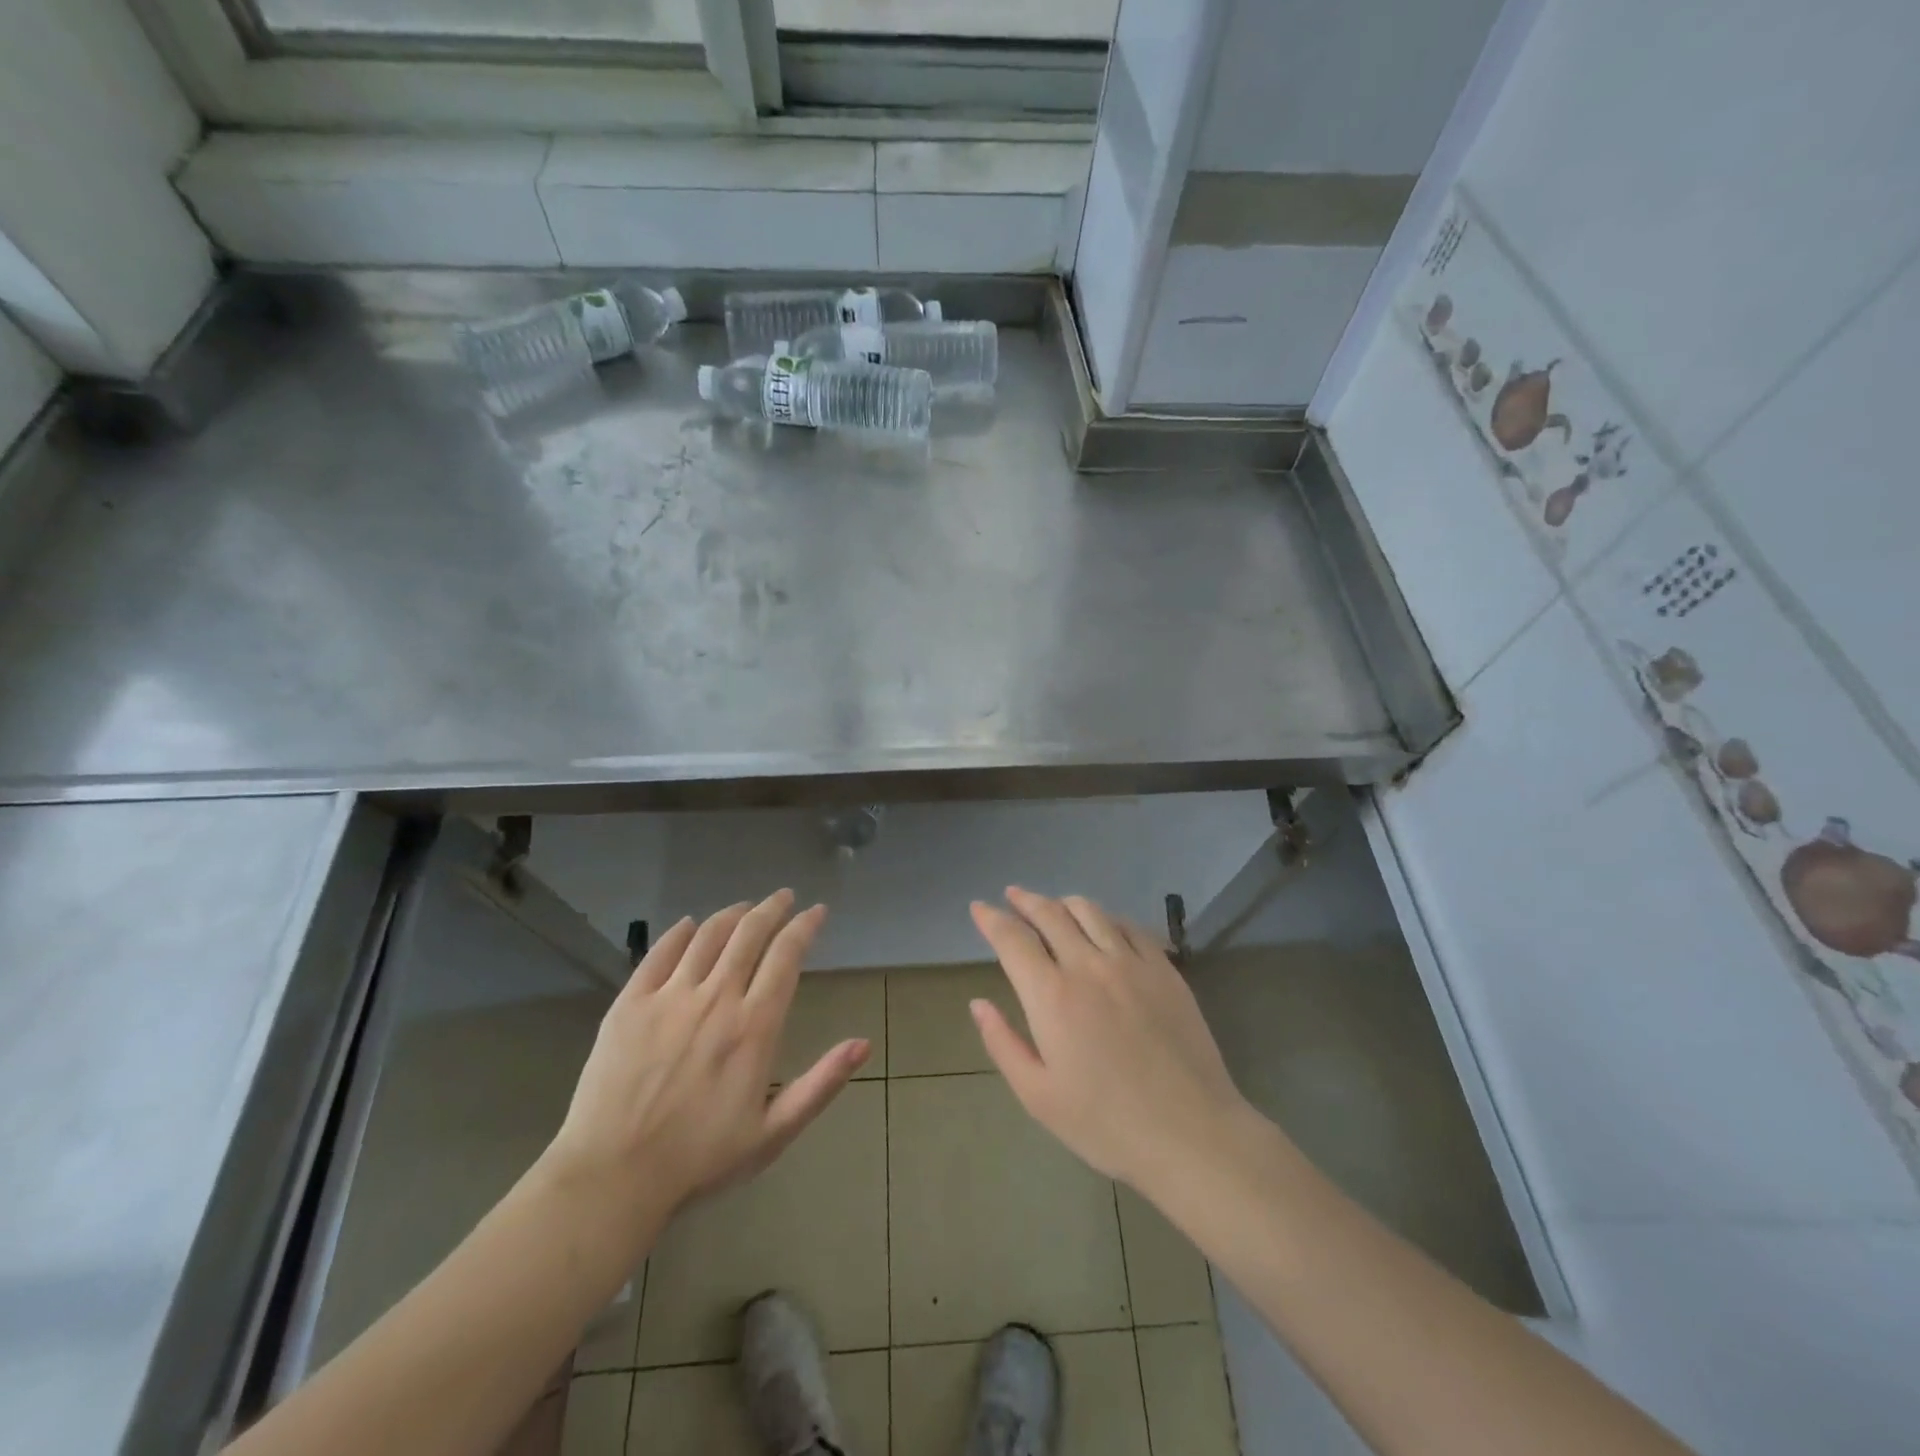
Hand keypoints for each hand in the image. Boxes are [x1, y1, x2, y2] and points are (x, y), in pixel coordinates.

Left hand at [542, 891, 869, 1232]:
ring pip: (707, 935)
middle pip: (749, 934)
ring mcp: (669, 997)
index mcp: (754, 1026)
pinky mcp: (630, 1003)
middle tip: (784, 897)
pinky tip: (689, 924)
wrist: (612, 1179)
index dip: (804, 927)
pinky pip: (659, 952)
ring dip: (732, 914)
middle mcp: (716, 999)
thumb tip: (863, 1044)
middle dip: (772, 908)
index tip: (816, 911)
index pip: (786, 956)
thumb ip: (821, 1084)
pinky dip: (679, 932)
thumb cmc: (700, 1160)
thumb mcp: (773, 1133)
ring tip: (745, 907)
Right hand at [969, 888, 1258, 1196]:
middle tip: (1012, 896)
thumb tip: (978, 1003)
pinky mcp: (1164, 969)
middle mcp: (1088, 965)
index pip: (1013, 939)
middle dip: (1025, 900)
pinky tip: (1103, 925)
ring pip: (1090, 911)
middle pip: (1050, 914)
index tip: (979, 908)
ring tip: (1053, 906)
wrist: (1190, 1134)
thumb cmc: (1106, 1124)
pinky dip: (1106, 917)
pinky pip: (1129, 926)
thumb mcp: (1038, 1096)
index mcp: (1052, 995)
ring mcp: (1131, 962)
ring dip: (1063, 902)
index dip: (991, 919)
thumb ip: (1002, 1043)